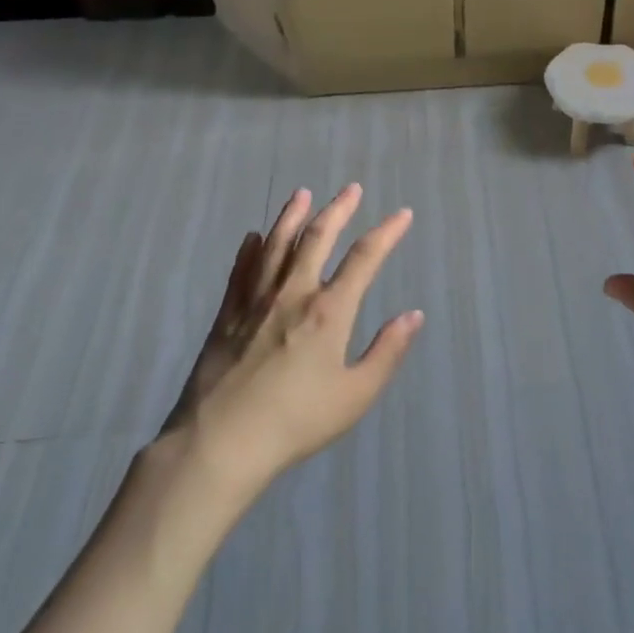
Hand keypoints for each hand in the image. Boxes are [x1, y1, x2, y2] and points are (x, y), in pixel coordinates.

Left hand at [156, 184, 421, 501]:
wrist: (220, 443)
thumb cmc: (295, 422)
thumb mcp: (355, 395)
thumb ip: (387, 352)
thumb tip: (413, 315)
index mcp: (329, 311)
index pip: (364, 258)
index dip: (386, 233)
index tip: (402, 214)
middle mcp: (293, 294)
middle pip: (317, 238)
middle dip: (338, 210)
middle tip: (351, 188)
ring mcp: (255, 301)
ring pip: (276, 245)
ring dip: (292, 216)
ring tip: (302, 194)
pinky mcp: (226, 316)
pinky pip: (241, 271)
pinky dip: (251, 250)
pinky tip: (254, 237)